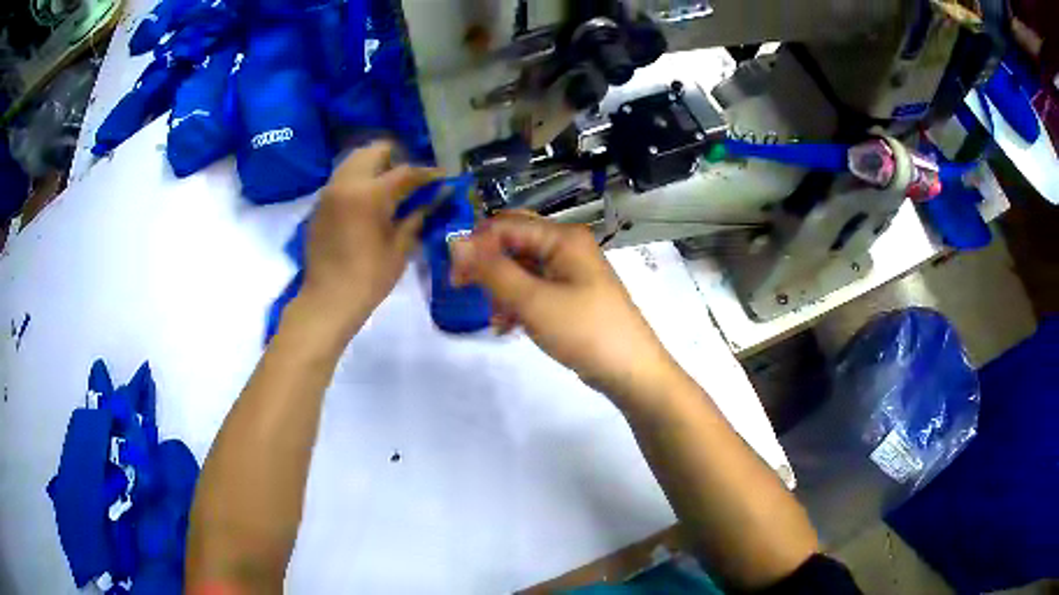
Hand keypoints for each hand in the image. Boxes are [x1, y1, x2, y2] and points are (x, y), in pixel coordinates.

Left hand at [301, 141, 439, 328]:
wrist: (328, 299)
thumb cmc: (369, 278)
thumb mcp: (400, 248)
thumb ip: (418, 215)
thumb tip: (438, 196)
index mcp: (371, 194)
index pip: (406, 171)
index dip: (427, 172)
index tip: (442, 176)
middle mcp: (347, 183)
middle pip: (375, 151)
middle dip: (397, 157)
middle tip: (410, 178)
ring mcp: (330, 191)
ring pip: (354, 160)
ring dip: (375, 165)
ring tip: (389, 185)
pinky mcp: (320, 203)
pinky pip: (342, 178)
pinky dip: (358, 179)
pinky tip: (368, 200)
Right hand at [450, 212, 679, 402]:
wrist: (630, 371)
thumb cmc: (584, 331)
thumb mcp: (533, 301)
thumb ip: (493, 271)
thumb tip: (456, 243)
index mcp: (563, 238)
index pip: (506, 226)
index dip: (476, 246)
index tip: (454, 278)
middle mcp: (568, 247)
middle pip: (514, 243)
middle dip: (488, 266)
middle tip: (465, 290)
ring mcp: (572, 272)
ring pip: (523, 268)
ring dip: (502, 289)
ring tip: (496, 319)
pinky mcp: (572, 295)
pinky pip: (536, 289)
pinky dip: (518, 303)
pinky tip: (508, 327)